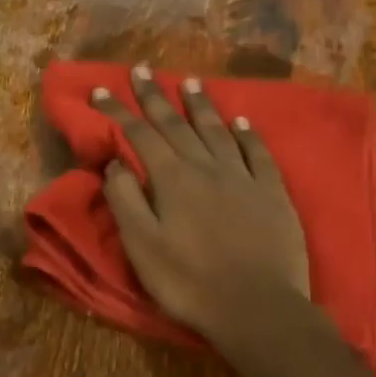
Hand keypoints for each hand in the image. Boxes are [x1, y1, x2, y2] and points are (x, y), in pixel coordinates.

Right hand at [93, 65, 310, 353]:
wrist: (257, 307)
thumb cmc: (190, 283)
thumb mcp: (143, 247)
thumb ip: (125, 201)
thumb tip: (115, 164)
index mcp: (172, 180)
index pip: (139, 136)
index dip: (119, 112)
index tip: (101, 89)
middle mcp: (207, 167)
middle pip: (177, 124)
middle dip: (155, 97)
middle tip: (141, 69)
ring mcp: (244, 177)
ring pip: (218, 131)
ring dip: (200, 106)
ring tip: (188, 82)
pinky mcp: (273, 193)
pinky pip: (258, 153)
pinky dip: (247, 134)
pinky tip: (241, 122)